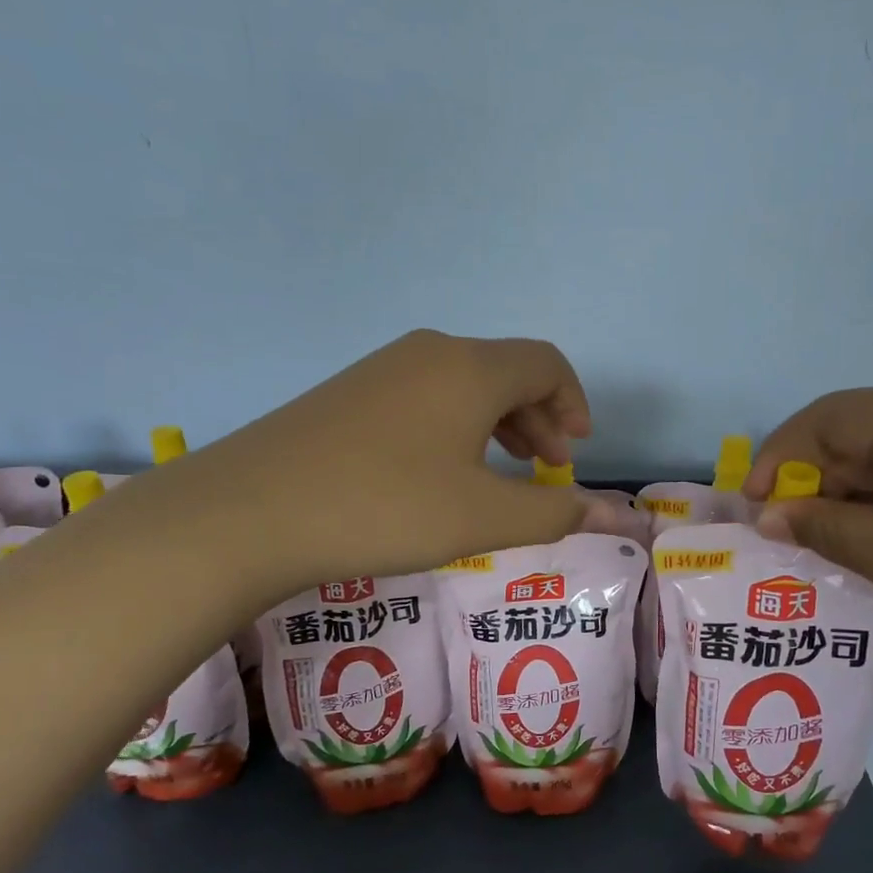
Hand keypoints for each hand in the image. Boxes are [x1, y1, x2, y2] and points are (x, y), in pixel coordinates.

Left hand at [173, 330, 594, 597]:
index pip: (545, 364)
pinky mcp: (346, 395)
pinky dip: (453, 427)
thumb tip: (624, 518)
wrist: (248, 512)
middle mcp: (428, 353)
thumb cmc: (385, 507)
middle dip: (539, 417)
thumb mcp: (483, 517)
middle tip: (545, 469)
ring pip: (461, 385)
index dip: (574, 402)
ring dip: (496, 423)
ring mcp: (380, 370)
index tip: (575, 451)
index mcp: (470, 368)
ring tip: (499, 473)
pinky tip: (437, 474)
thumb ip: (556, 512)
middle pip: (505, 370)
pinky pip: (423, 397)